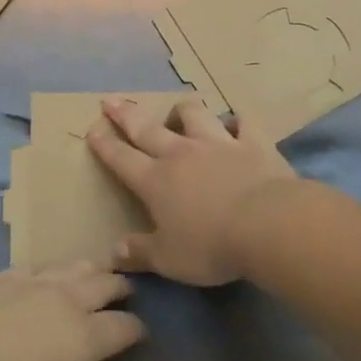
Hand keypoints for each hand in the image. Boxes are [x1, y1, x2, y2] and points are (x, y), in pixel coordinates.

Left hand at [0, 262, 145, 360]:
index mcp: (86, 336)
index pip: (124, 326)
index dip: (137, 330)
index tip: (140, 335)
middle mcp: (67, 300)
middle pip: (105, 284)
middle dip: (121, 288)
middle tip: (126, 294)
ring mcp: (34, 283)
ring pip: (74, 266)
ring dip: (91, 271)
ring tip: (95, 276)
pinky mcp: (4, 277)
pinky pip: (39, 266)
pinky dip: (52, 270)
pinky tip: (48, 276)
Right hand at [85, 98, 296, 285]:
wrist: (268, 225)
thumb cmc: (211, 245)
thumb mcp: (168, 259)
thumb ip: (140, 253)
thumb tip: (114, 251)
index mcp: (155, 181)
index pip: (121, 159)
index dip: (104, 145)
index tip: (92, 130)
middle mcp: (181, 154)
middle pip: (147, 128)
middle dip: (126, 115)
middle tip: (112, 101)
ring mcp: (218, 144)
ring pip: (193, 116)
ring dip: (182, 111)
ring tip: (177, 111)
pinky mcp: (253, 144)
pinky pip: (243, 124)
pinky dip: (237, 121)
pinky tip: (235, 123)